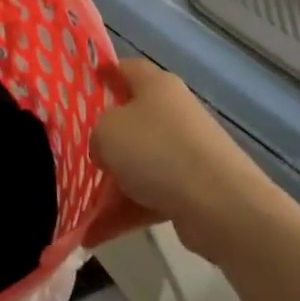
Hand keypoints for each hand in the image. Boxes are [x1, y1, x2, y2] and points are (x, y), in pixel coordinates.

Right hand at [90, 59, 286, 264]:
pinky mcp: (195, 188)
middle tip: (77, 149)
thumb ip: (96, 133)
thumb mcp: (106, 132)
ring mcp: (188, 152)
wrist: (222, 207)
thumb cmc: (157, 151)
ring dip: (113, 182)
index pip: (126, 68)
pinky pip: (151, 194)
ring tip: (82, 203)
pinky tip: (97, 232)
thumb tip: (105, 149)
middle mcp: (175, 112)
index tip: (83, 86)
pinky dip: (127, 210)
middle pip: (132, 118)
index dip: (104, 74)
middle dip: (105, 136)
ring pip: (140, 161)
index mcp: (157, 86)